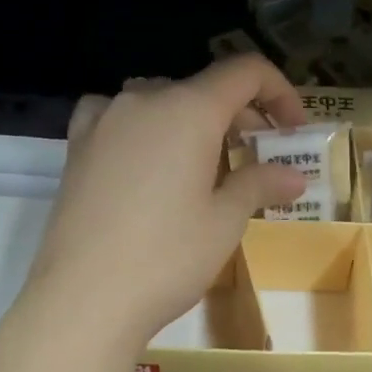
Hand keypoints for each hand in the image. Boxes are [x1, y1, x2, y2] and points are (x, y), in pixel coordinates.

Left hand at [24, 56, 309, 345]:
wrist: (82, 300)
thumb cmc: (167, 257)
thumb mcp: (225, 221)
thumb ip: (260, 183)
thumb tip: (294, 176)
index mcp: (189, 109)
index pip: (245, 71)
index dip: (279, 91)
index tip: (293, 129)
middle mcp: (144, 100)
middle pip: (205, 87)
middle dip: (241, 114)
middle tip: (260, 157)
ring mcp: (105, 120)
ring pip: (162, 99)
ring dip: (194, 120)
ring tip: (206, 162)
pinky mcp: (77, 146)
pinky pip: (118, 114)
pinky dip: (144, 124)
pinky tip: (146, 154)